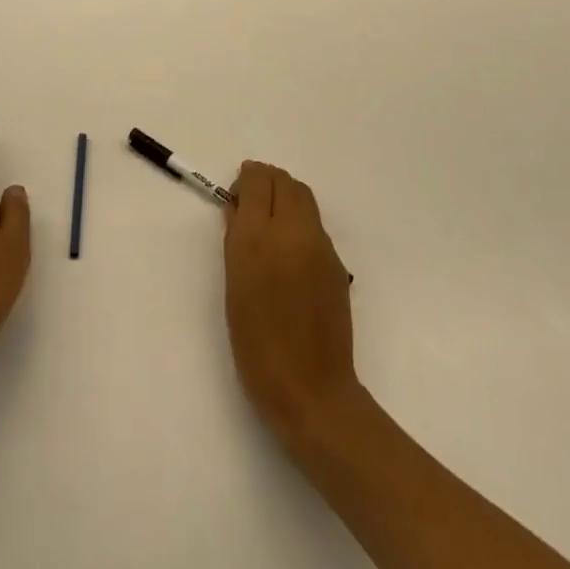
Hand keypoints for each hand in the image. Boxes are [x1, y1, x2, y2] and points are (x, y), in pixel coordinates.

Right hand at [224, 161, 360, 445]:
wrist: (310, 389)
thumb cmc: (256, 344)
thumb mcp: (233, 287)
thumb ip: (235, 239)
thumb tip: (238, 210)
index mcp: (260, 236)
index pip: (258, 179)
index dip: (245, 180)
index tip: (236, 198)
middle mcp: (294, 230)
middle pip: (284, 180)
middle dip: (266, 183)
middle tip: (250, 207)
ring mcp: (320, 245)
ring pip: (303, 197)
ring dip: (285, 197)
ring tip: (269, 227)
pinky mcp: (336, 263)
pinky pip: (315, 224)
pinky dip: (299, 221)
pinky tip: (289, 253)